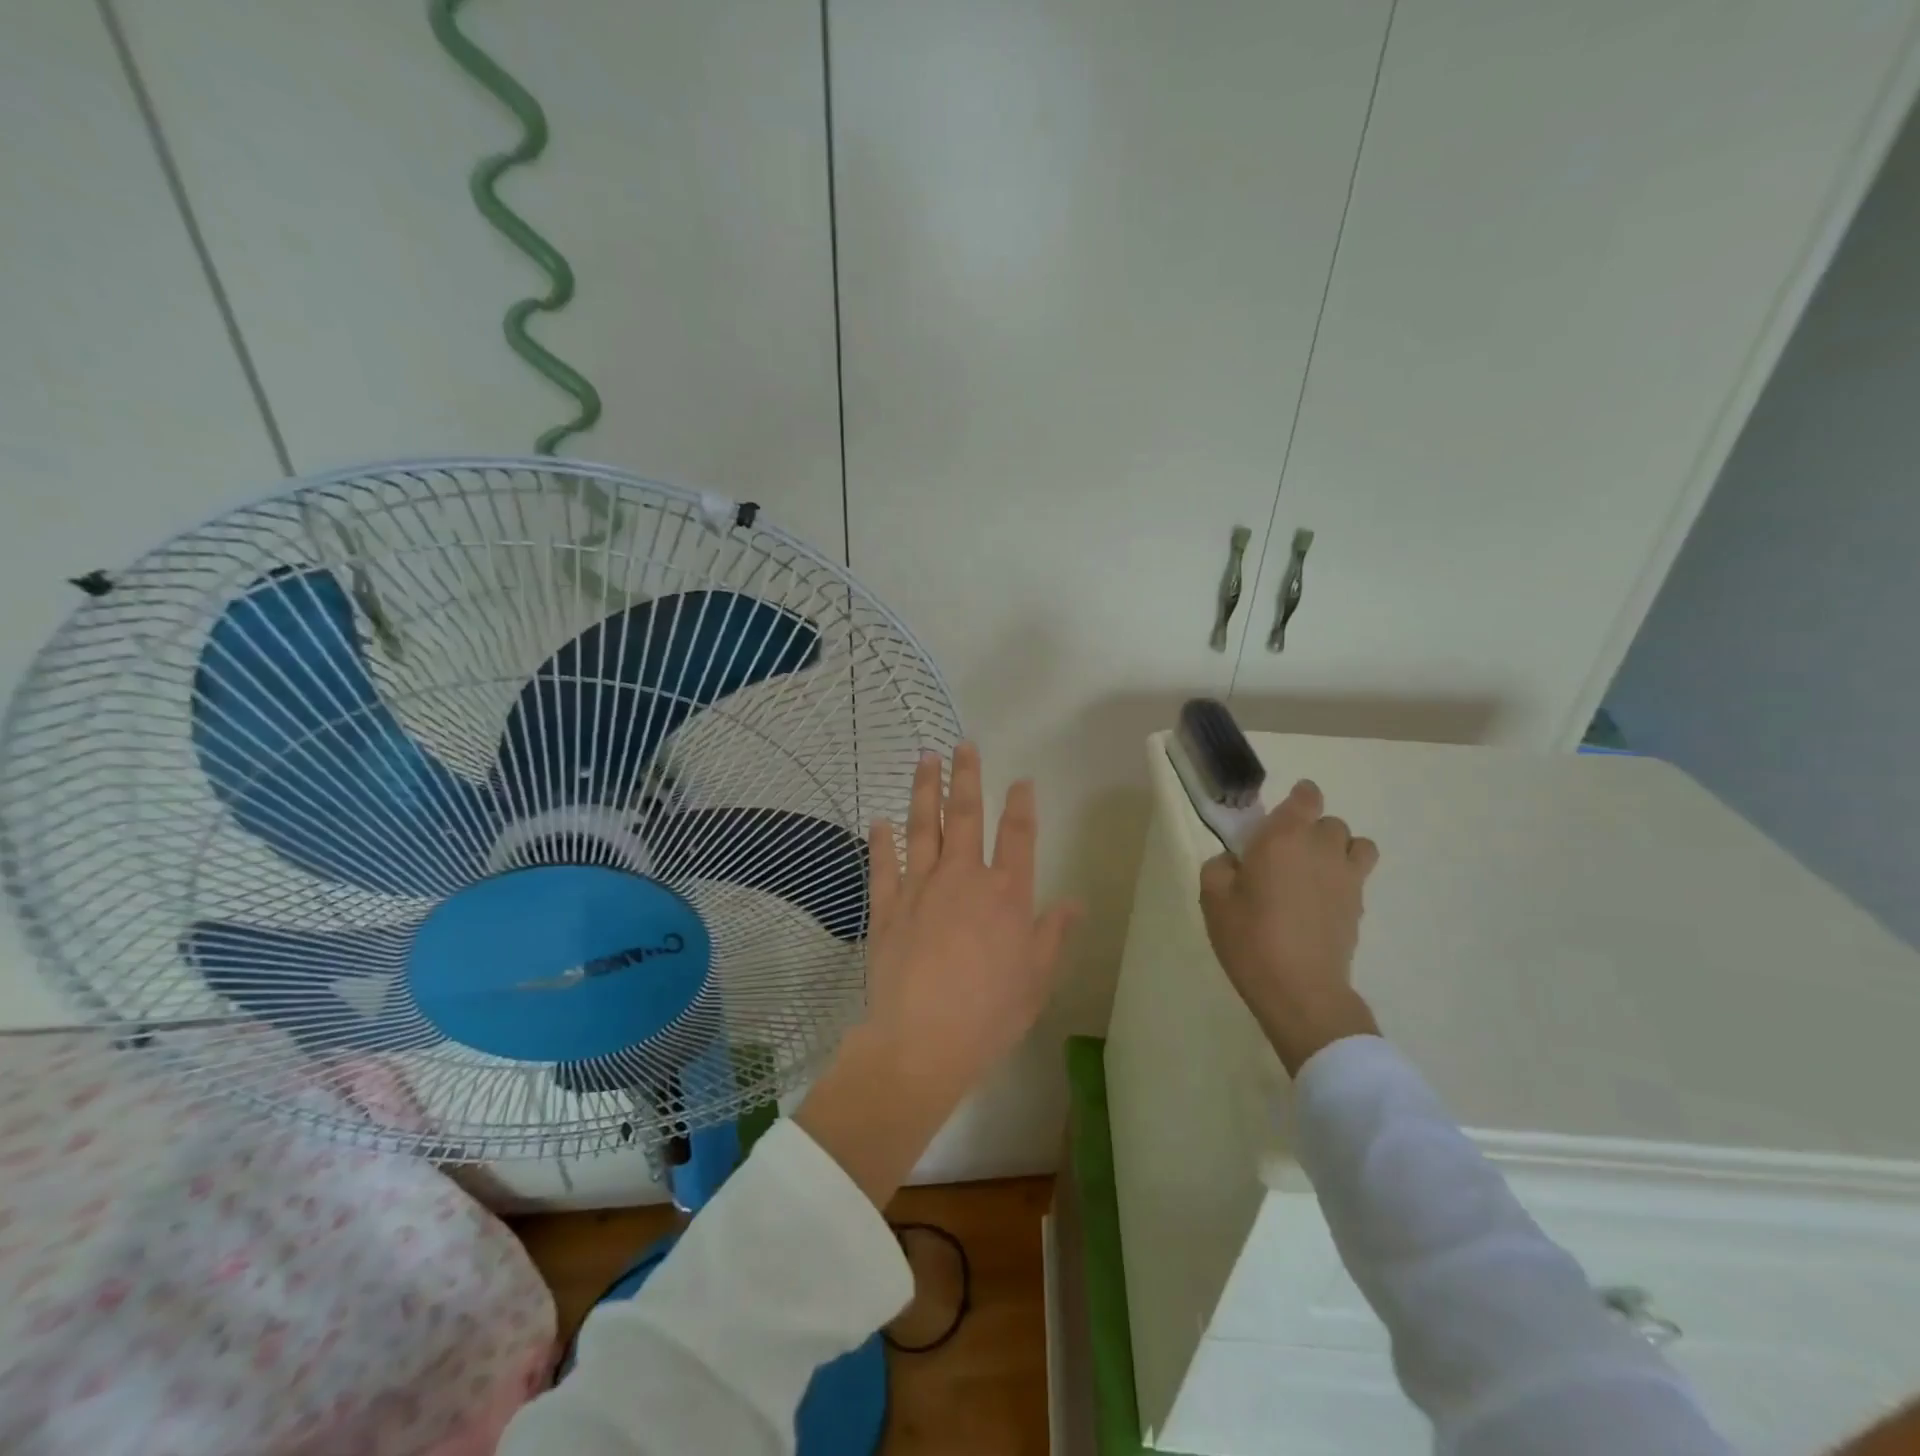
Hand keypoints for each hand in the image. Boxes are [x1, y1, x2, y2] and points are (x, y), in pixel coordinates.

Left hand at [796, 743, 1079, 1203]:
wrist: (922, 1041)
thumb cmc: (989, 1014)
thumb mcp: (1036, 979)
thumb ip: (1052, 934)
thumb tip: (1074, 903)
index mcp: (1007, 894)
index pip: (1018, 836)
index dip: (1021, 805)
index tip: (1021, 780)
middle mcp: (964, 878)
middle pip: (965, 816)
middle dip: (966, 777)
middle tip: (963, 745)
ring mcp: (920, 888)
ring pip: (922, 827)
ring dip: (924, 790)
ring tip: (925, 758)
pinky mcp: (886, 906)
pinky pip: (883, 865)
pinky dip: (881, 841)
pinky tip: (879, 820)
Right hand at [1199, 778, 1381, 1075]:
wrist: (1299, 989)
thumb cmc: (1249, 938)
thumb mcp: (1213, 898)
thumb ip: (1220, 867)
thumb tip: (1235, 861)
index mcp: (1283, 838)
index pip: (1306, 797)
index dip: (1298, 798)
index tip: (1282, 814)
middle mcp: (1321, 848)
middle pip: (1329, 822)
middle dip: (1310, 830)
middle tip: (1285, 854)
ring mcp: (1347, 878)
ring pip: (1357, 844)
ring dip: (1338, 849)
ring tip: (1315, 872)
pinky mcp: (1359, 906)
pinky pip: (1359, 875)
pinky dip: (1344, 878)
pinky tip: (1321, 901)